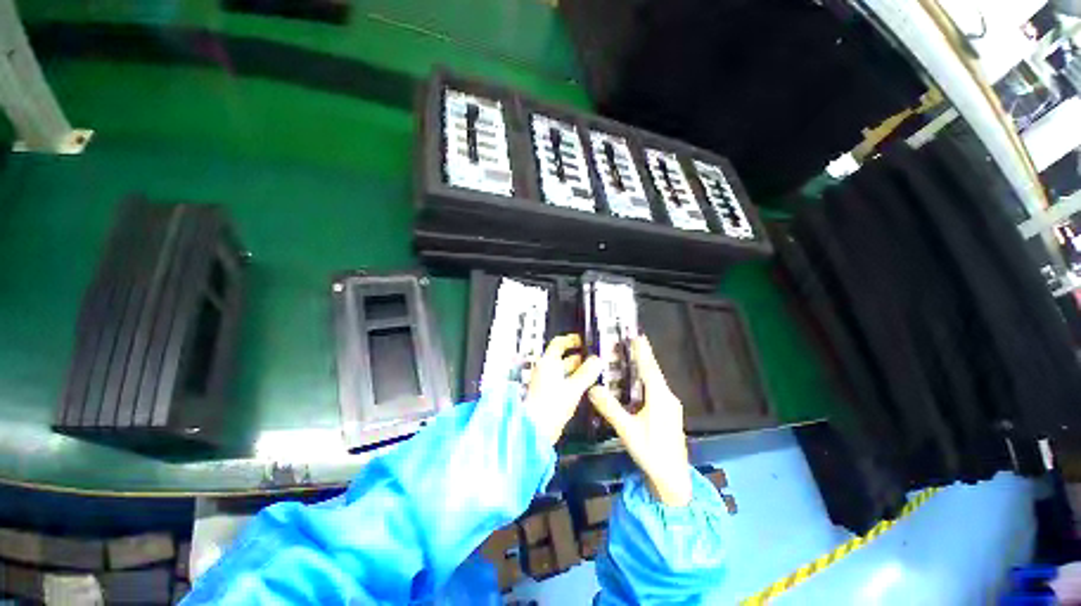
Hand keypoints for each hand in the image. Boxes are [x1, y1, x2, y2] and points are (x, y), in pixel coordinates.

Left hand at [523, 334, 602, 446]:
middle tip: (595, 358)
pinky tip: (586, 386)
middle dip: (579, 357)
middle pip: (563, 358)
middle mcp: (546, 370)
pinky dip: (574, 381)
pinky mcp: (549, 394)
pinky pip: (563, 382)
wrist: (536, 429)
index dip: (571, 340)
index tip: (583, 340)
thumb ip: (586, 373)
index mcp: (548, 363)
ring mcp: (546, 382)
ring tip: (594, 371)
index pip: (558, 343)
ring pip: (564, 371)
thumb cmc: (551, 405)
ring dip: (578, 370)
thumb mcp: (573, 388)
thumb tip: (598, 360)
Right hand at [588, 336, 691, 505]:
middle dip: (642, 357)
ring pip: (655, 382)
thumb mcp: (627, 430)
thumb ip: (610, 408)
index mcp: (660, 398)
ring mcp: (670, 407)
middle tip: (628, 343)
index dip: (643, 351)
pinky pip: (656, 391)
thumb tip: (592, 388)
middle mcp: (668, 398)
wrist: (673, 479)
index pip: (650, 368)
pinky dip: (645, 382)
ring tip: (630, 358)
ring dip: (644, 369)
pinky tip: (636, 384)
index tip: (637, 335)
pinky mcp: (669, 414)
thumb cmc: (651, 452)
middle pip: (653, 372)